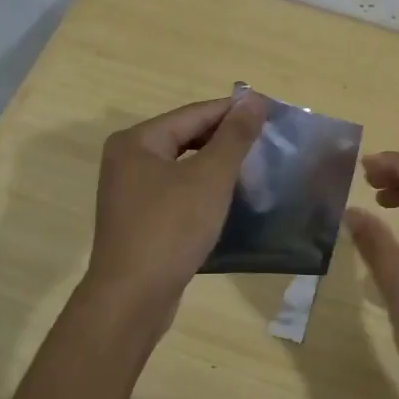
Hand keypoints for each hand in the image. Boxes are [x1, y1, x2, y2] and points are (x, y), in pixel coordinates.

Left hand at [85, 93, 265, 314]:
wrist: (132, 298)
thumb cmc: (170, 229)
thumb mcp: (210, 178)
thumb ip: (234, 137)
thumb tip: (254, 100)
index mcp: (137, 141)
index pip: (194, 114)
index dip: (233, 112)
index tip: (271, 112)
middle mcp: (127, 160)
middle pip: (185, 137)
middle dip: (225, 139)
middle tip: (266, 141)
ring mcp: (130, 192)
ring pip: (182, 167)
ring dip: (215, 165)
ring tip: (254, 167)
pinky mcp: (139, 220)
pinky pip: (176, 192)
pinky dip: (202, 190)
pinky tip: (227, 199)